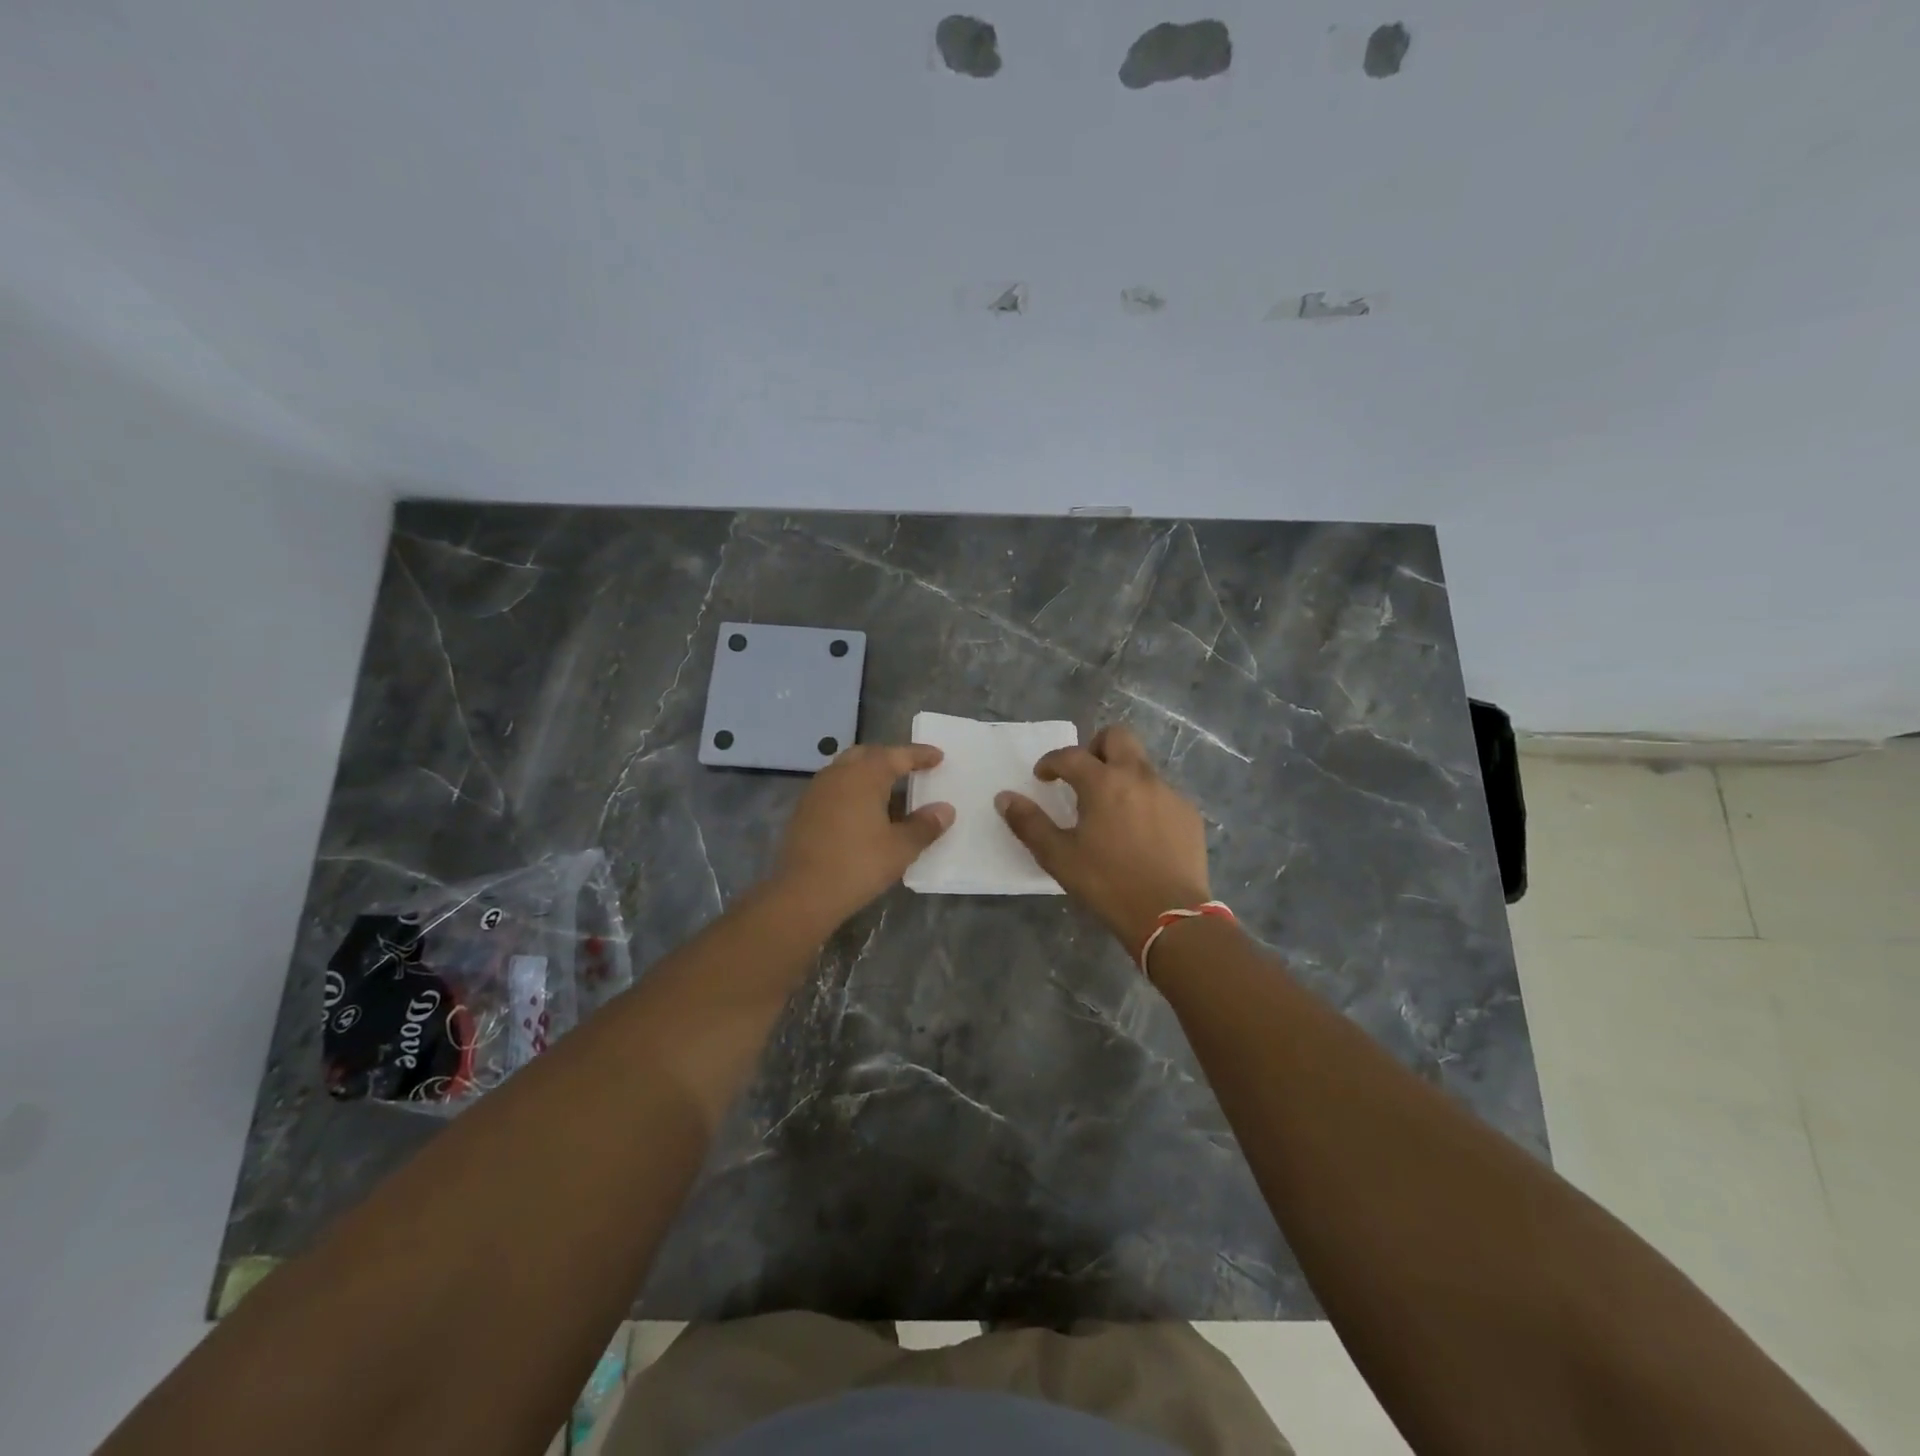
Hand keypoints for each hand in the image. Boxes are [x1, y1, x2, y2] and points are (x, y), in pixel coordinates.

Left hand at [772, 743, 953, 928]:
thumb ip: (925, 826)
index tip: (938, 756)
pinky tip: (863, 812)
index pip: (897, 755)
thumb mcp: (900, 848)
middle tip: (911, 769)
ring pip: (847, 770)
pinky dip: (853, 790)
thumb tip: (945, 810)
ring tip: (889, 791)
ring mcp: (816, 791)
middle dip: (891, 758)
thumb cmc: (858, 865)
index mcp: (864, 776)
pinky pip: (834, 788)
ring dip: (869, 774)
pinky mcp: (804, 810)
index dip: (919, 755)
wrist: (803, 893)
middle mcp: (838, 774)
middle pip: (868, 755)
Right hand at [996, 724, 1210, 955]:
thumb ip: (1029, 823)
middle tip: (1084, 776)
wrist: (1170, 916)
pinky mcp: (1189, 814)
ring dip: (1122, 775)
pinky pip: (1162, 793)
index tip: (1043, 777)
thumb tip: (1004, 797)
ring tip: (1112, 811)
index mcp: (1103, 782)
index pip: (1070, 755)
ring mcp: (1169, 793)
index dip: (1051, 762)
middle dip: (1095, 747)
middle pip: (1117, 737)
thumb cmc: (1107, 883)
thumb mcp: (1058, 857)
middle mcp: (1138, 776)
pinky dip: (1145, 801)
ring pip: (1142, 766)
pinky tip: (1140, 833)